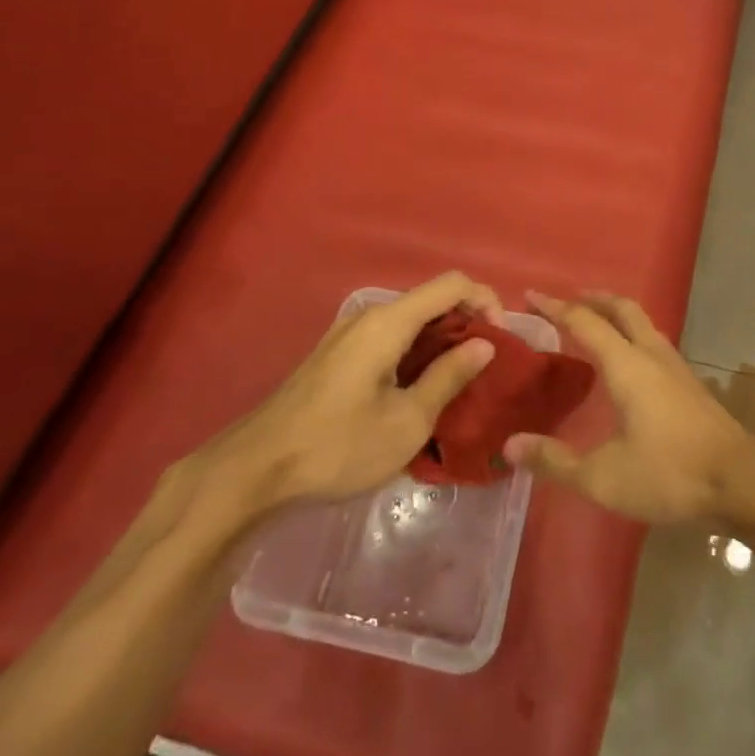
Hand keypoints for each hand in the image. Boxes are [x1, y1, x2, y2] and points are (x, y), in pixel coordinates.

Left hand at [174, 273, 500, 534]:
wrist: (254, 471)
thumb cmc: (338, 446)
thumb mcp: (406, 421)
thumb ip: (449, 377)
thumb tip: (484, 344)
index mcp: (389, 322)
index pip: (452, 284)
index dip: (486, 301)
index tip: (500, 341)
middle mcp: (369, 317)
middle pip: (431, 300)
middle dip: (467, 324)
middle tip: (485, 369)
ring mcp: (348, 335)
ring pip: (410, 322)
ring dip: (441, 342)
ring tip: (458, 384)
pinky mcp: (336, 356)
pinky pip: (389, 339)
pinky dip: (415, 353)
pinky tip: (418, 392)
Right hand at [503, 291, 754, 525]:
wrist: (741, 480)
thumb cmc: (669, 473)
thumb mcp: (603, 477)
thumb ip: (555, 460)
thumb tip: (510, 445)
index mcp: (626, 365)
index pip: (584, 322)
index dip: (555, 307)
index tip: (530, 295)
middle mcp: (651, 354)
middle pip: (621, 308)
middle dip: (592, 298)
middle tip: (567, 301)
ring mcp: (675, 366)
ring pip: (642, 322)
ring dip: (615, 314)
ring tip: (595, 324)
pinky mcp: (690, 383)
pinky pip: (653, 342)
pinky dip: (632, 335)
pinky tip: (629, 362)